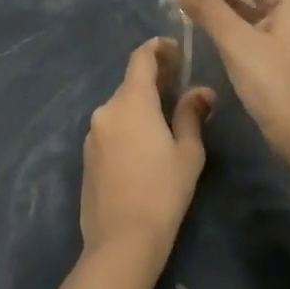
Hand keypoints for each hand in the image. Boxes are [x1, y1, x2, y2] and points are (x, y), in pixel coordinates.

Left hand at [80, 38, 214, 263]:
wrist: (121, 240)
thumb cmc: (163, 191)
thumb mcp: (188, 152)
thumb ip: (192, 114)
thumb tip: (202, 91)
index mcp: (132, 102)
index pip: (141, 59)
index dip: (158, 48)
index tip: (176, 49)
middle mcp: (106, 110)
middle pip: (131, 83)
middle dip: (155, 79)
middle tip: (180, 84)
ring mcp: (93, 133)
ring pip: (121, 107)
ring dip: (142, 104)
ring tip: (166, 116)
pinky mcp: (87, 156)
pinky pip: (111, 128)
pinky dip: (129, 125)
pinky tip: (145, 144)